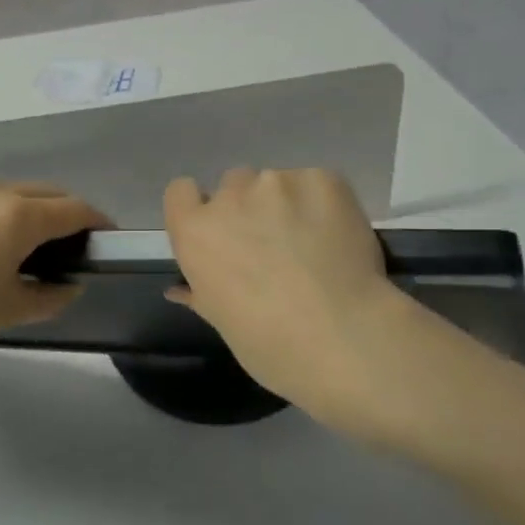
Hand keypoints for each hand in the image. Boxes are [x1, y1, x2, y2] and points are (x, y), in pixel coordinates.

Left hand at [0, 179, 109, 369]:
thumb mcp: (9, 311)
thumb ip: (51, 296)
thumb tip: (70, 285)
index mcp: (19, 217)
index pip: (74, 209)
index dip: (97, 221)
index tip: (106, 235)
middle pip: (43, 192)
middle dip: (63, 212)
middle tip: (65, 242)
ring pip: (5, 190)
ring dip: (21, 209)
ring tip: (12, 243)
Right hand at [163, 168, 408, 432]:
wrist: (344, 337)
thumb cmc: (270, 345)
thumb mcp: (223, 322)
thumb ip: (200, 293)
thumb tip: (180, 289)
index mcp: (197, 231)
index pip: (181, 192)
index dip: (200, 208)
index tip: (221, 233)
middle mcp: (232, 196)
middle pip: (234, 185)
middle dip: (249, 208)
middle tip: (275, 245)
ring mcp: (279, 182)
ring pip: (278, 183)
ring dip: (288, 205)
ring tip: (315, 244)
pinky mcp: (323, 179)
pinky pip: (317, 184)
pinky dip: (324, 204)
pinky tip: (338, 237)